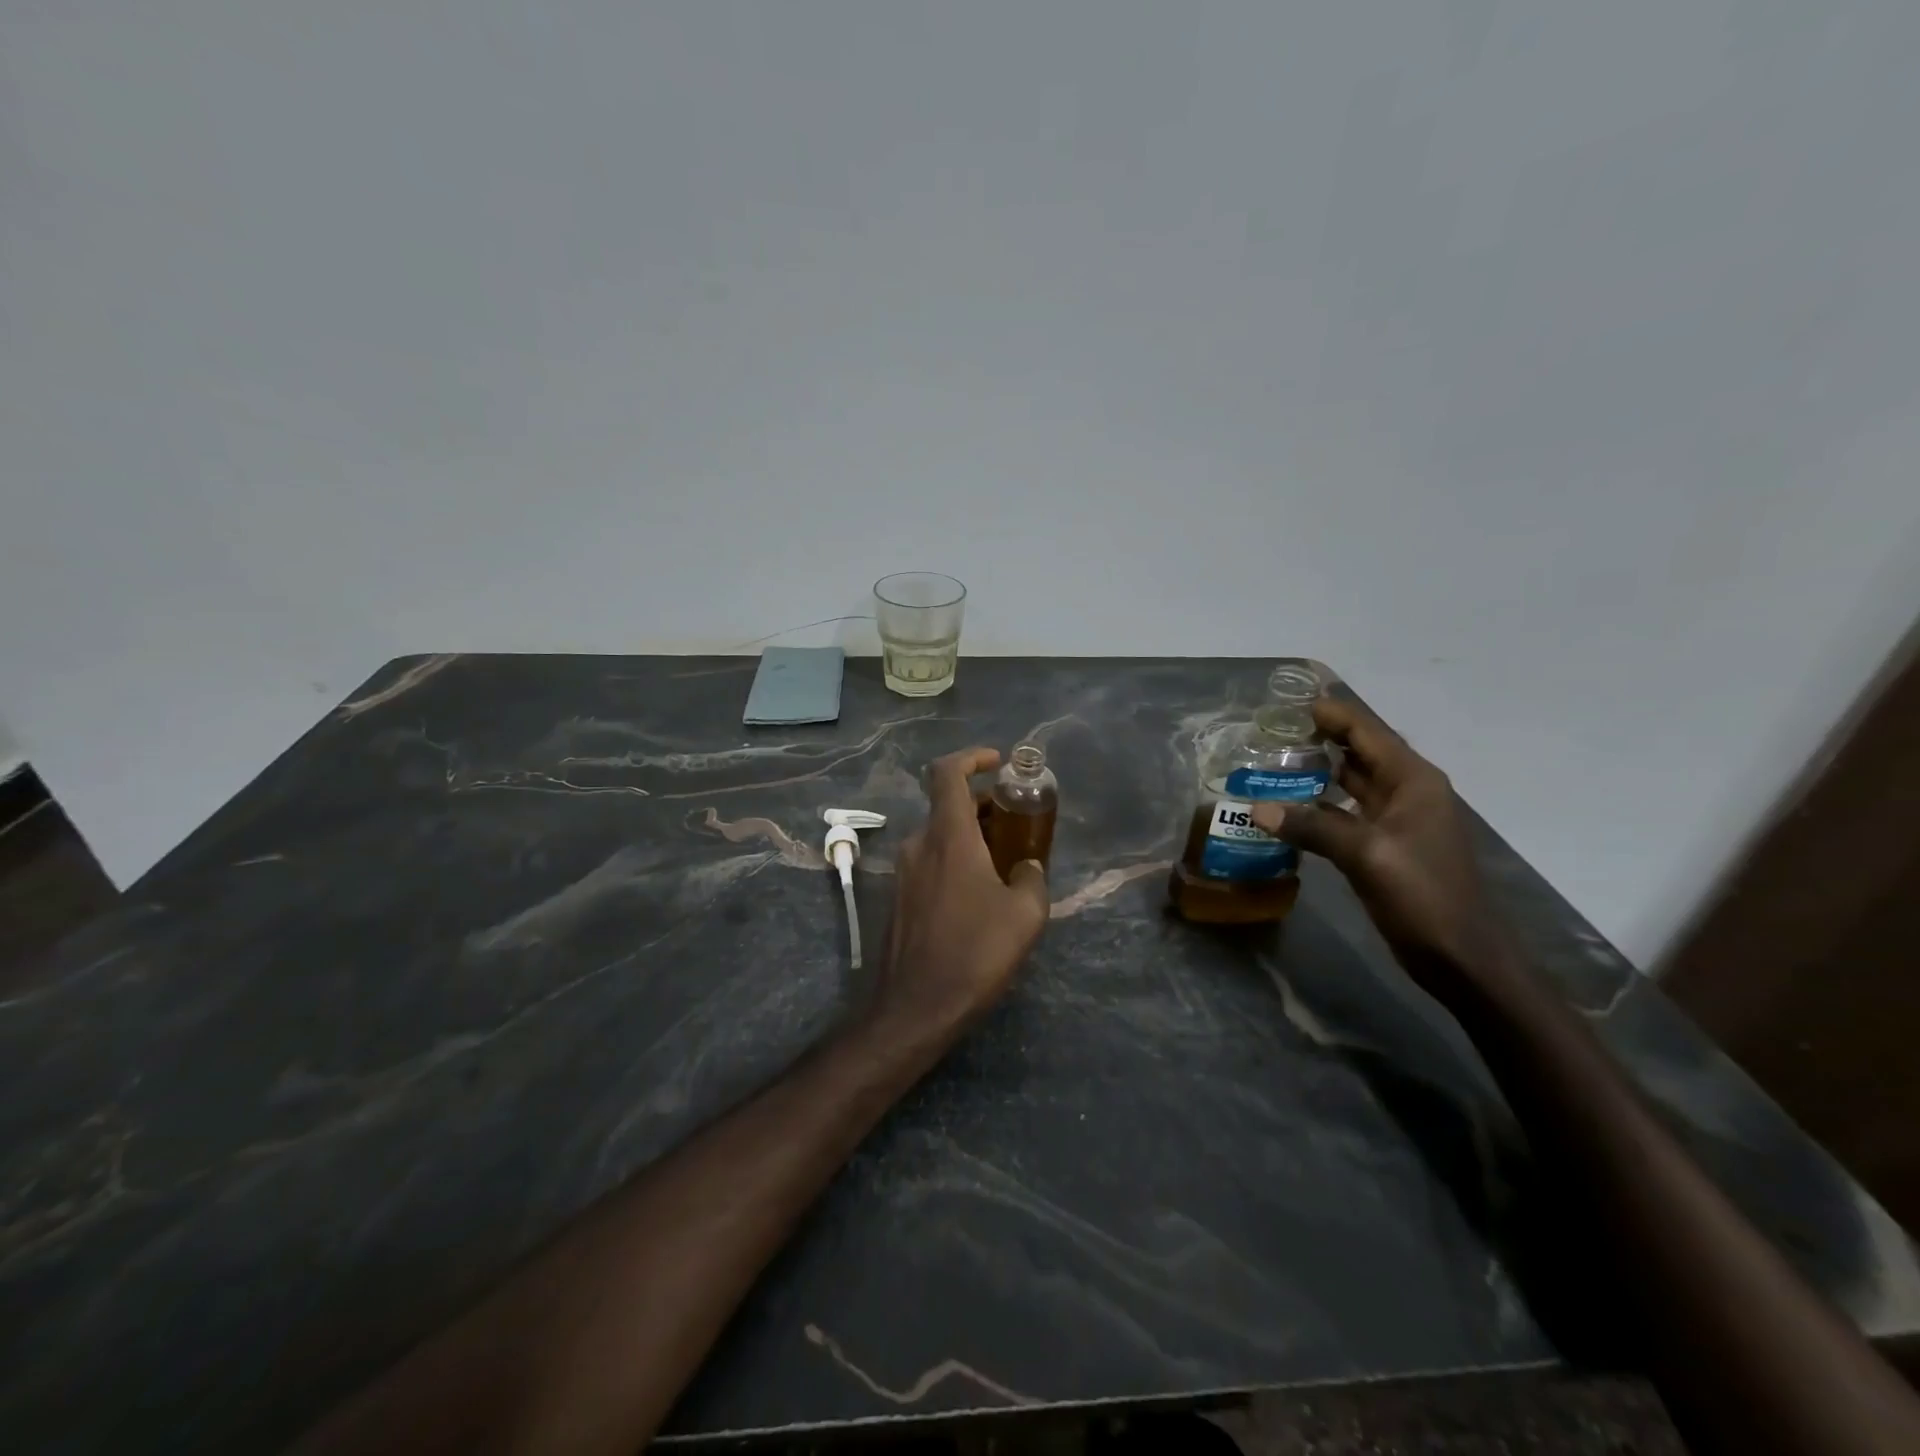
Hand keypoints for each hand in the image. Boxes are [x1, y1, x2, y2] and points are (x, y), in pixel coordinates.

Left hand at [871, 747, 1049, 1032]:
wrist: (915, 1007)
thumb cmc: (974, 953)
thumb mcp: (1025, 915)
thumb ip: (1032, 878)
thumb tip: (1027, 867)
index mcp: (948, 836)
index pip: (947, 773)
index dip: (972, 758)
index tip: (998, 763)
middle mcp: (919, 844)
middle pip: (948, 805)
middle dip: (983, 805)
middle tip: (1017, 823)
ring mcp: (903, 871)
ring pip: (939, 835)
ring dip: (971, 835)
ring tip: (1006, 861)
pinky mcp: (898, 897)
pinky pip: (930, 861)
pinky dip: (955, 859)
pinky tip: (980, 894)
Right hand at [1249, 694, 1504, 994]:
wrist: (1462, 957)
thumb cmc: (1423, 896)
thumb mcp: (1366, 856)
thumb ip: (1312, 827)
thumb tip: (1257, 808)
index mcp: (1413, 781)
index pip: (1368, 732)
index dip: (1332, 714)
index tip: (1289, 703)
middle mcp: (1406, 792)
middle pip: (1358, 753)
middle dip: (1318, 739)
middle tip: (1269, 732)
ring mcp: (1396, 821)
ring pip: (1350, 783)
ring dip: (1316, 773)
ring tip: (1269, 763)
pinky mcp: (1384, 847)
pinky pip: (1345, 814)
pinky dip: (1318, 807)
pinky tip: (1287, 809)